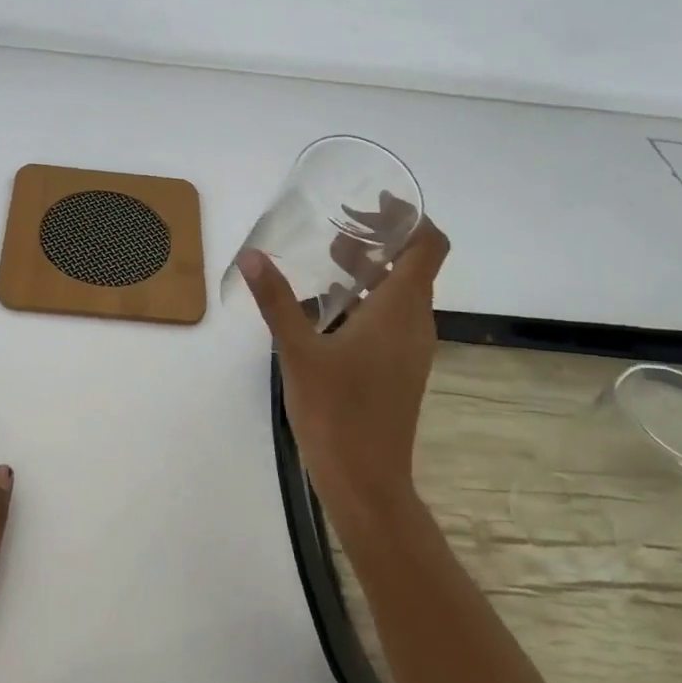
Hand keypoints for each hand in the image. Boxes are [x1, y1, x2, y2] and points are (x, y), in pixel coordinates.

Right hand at [240, 221, 448, 529]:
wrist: (366, 481)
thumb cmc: (336, 412)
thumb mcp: (298, 351)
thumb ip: (277, 300)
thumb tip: (252, 255)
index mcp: (401, 309)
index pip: (429, 245)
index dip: (410, 217)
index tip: (374, 201)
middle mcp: (416, 322)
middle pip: (413, 264)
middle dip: (379, 239)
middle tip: (337, 226)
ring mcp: (411, 348)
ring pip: (401, 292)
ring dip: (372, 269)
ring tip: (329, 259)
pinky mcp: (400, 368)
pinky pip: (393, 317)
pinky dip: (369, 297)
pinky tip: (329, 309)